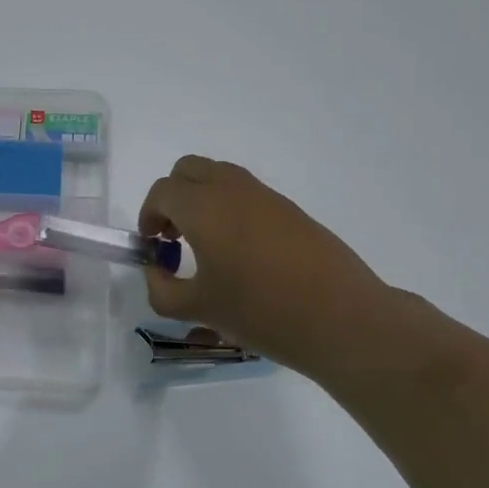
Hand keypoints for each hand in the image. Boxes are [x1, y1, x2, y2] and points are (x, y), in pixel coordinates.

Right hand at [138, 155, 404, 377]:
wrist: (340, 317)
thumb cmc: (260, 311)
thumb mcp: (198, 309)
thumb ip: (162, 290)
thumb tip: (156, 272)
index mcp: (203, 207)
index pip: (162, 192)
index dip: (148, 216)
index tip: (153, 247)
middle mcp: (232, 190)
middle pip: (189, 170)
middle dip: (173, 197)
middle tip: (174, 236)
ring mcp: (265, 196)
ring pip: (220, 177)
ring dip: (202, 199)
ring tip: (206, 245)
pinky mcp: (291, 210)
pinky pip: (247, 194)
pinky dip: (230, 209)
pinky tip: (241, 254)